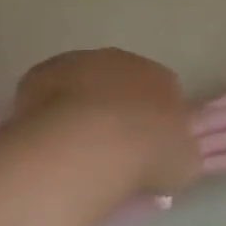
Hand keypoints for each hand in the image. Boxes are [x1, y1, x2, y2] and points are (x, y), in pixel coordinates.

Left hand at [12, 49, 202, 194]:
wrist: (91, 145)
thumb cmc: (146, 156)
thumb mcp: (183, 165)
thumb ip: (179, 153)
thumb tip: (172, 154)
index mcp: (163, 79)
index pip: (164, 93)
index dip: (152, 120)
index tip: (144, 147)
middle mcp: (123, 61)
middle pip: (120, 83)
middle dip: (115, 109)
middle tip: (107, 148)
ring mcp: (80, 62)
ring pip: (82, 83)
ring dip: (80, 107)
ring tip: (73, 148)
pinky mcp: (43, 72)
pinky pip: (47, 91)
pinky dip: (47, 111)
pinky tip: (47, 139)